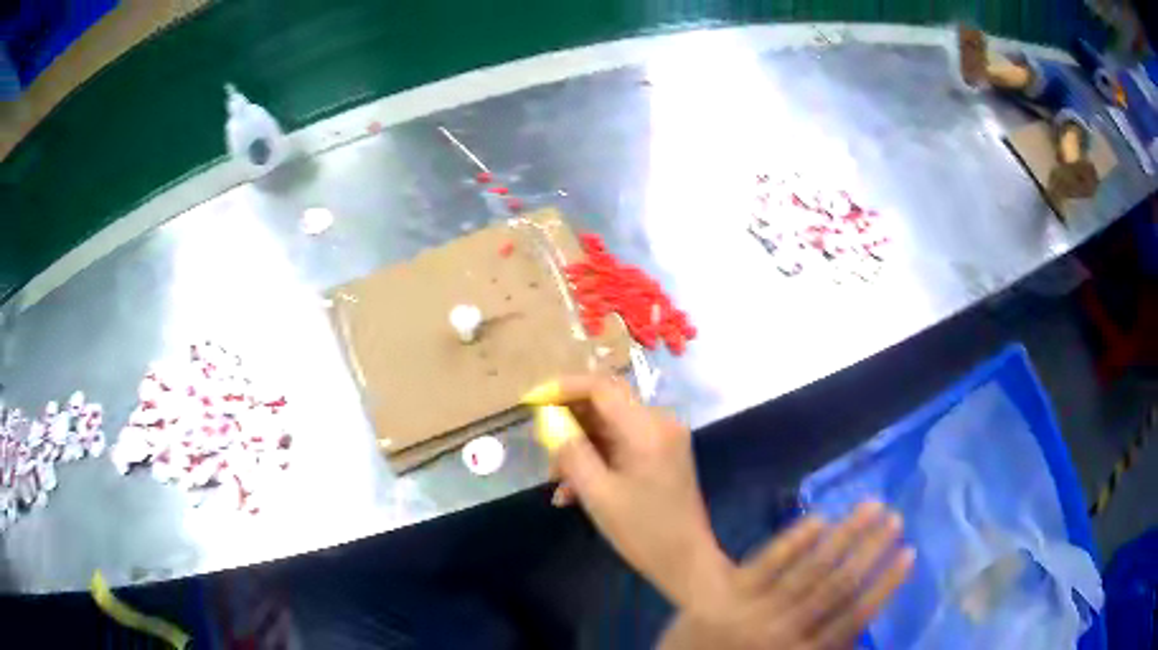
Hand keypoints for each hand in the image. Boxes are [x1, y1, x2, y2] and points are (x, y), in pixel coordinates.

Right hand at [523, 375, 732, 614]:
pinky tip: (574, 491)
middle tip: (541, 448)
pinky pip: (621, 446)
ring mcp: (663, 440)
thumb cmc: (643, 531)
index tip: (530, 401)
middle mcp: (660, 424)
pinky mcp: (662, 457)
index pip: (601, 387)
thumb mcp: (598, 493)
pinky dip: (597, 461)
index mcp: (648, 428)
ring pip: (610, 428)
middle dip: (569, 424)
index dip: (562, 388)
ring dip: (579, 448)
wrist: (686, 562)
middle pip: (605, 405)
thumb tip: (548, 419)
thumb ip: (570, 451)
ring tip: (556, 481)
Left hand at [660, 503, 914, 649]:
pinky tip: (820, 518)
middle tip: (895, 519)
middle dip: (872, 550)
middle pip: (838, 586)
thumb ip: (825, 648)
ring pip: (810, 568)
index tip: (908, 554)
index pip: (854, 617)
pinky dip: (795, 540)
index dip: (885, 585)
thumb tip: (862, 624)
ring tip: (871, 507)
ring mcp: (753, 610)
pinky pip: (767, 561)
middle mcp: (783, 633)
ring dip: (845, 535)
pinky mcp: (726, 592)